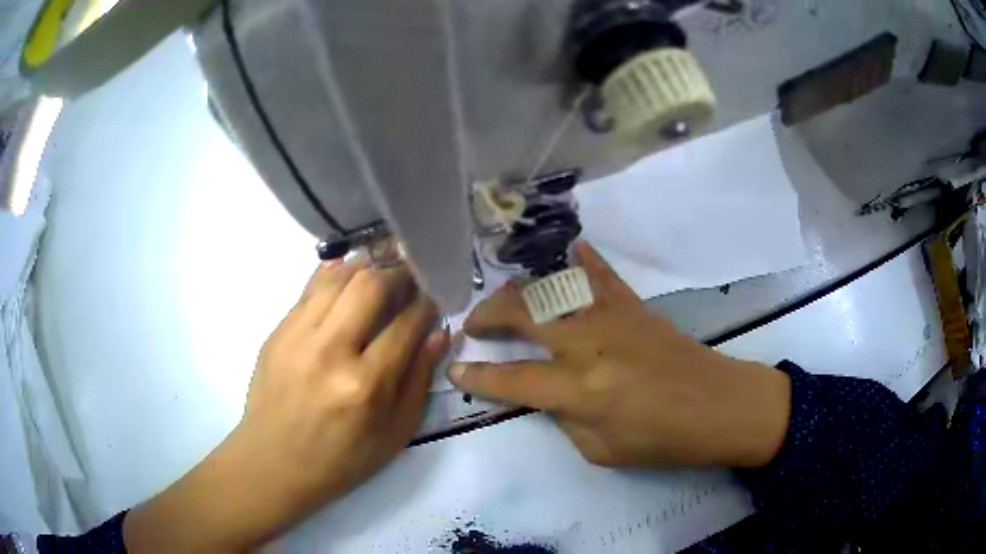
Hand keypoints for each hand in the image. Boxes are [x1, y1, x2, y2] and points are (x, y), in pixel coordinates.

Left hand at [125, 258, 447, 552]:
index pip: (406, 321)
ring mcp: (294, 333)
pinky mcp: (274, 328)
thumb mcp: (389, 439)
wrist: (265, 467)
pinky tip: (348, 280)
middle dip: (400, 269)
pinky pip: (310, 283)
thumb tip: (436, 332)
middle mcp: (327, 350)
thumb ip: (415, 383)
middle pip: (372, 282)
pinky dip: (336, 272)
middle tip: (413, 271)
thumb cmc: (333, 465)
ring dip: (367, 265)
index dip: (426, 300)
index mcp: (360, 385)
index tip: (437, 291)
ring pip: (339, 273)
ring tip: (384, 269)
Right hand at [448, 242, 789, 469]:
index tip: (455, 370)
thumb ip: (564, 418)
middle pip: (522, 314)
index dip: (477, 377)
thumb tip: (546, 394)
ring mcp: (612, 316)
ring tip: (506, 298)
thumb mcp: (601, 450)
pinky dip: (581, 260)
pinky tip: (567, 250)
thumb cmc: (663, 440)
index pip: (511, 380)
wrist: (718, 407)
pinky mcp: (633, 305)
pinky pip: (601, 274)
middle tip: (473, 325)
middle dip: (487, 315)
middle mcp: (588, 344)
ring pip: (552, 287)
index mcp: (579, 389)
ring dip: (520, 290)